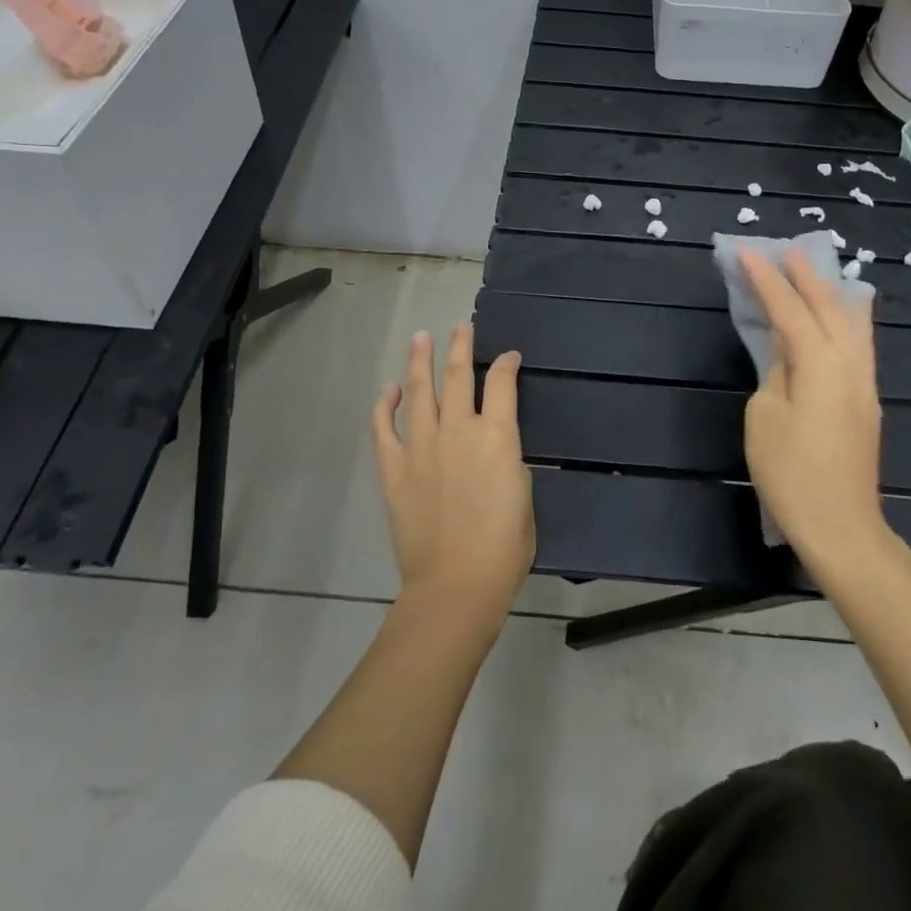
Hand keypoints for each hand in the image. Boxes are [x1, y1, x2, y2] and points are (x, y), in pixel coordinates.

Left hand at [371, 324, 533, 621]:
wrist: (457, 583)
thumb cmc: (504, 547)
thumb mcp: (525, 496)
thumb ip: (510, 463)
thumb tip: (498, 449)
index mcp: (498, 435)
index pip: (502, 383)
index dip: (506, 363)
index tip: (509, 355)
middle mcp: (459, 429)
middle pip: (458, 375)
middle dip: (460, 345)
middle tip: (460, 326)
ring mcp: (422, 445)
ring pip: (419, 391)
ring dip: (420, 361)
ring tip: (421, 337)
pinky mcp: (395, 468)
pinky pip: (385, 428)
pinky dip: (384, 406)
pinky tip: (388, 390)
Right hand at [741, 248, 887, 566]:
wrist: (841, 526)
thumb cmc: (792, 473)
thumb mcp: (766, 417)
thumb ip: (776, 373)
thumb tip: (787, 353)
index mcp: (819, 364)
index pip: (790, 311)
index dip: (768, 281)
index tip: (748, 253)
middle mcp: (849, 364)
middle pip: (828, 308)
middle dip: (806, 278)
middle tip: (787, 251)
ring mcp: (863, 383)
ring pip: (852, 323)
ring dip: (831, 294)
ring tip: (816, 274)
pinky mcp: (867, 401)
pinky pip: (859, 343)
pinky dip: (847, 319)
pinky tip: (844, 316)